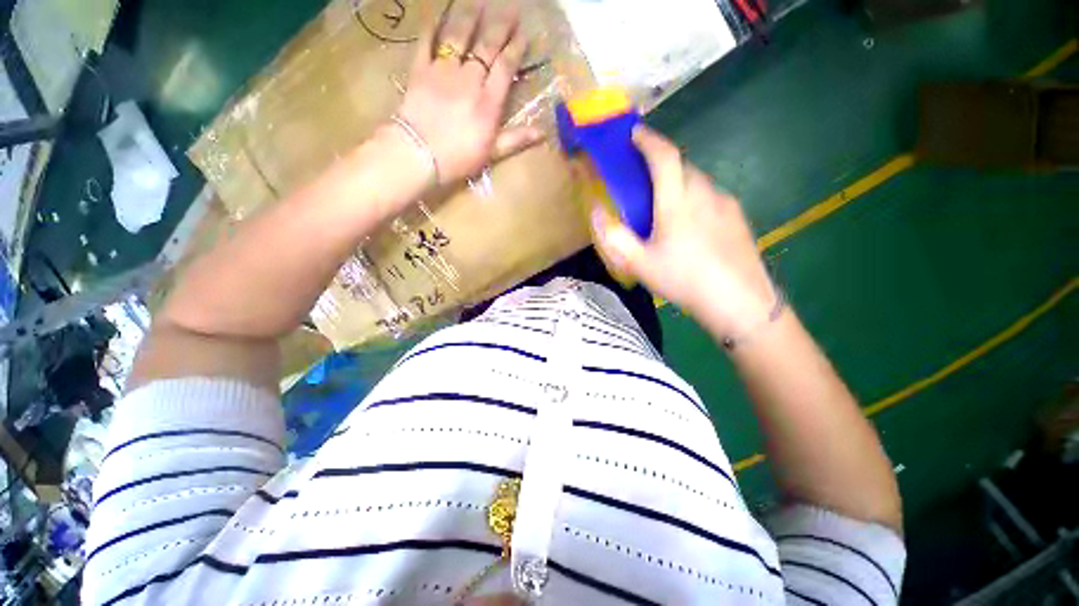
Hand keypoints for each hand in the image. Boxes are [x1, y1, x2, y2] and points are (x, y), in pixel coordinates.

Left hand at [394, 0, 543, 185]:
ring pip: (459, 36)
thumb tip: (543, 133)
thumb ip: (516, 139)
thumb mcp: (492, 153)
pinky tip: (437, 12)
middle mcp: (469, 79)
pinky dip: (432, 25)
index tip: (523, 33)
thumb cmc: (459, 159)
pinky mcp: (420, 70)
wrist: (419, 155)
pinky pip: (426, 41)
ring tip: (479, 1)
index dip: (515, 48)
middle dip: (500, 25)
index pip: (505, 66)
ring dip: (470, 16)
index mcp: (488, 102)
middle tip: (510, 8)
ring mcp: (443, 71)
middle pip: (486, 46)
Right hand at [590, 126, 777, 339]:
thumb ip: (614, 237)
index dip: (648, 140)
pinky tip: (691, 227)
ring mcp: (725, 204)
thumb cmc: (684, 280)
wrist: (740, 302)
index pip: (664, 157)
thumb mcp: (640, 264)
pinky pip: (711, 197)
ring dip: (678, 184)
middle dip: (661, 165)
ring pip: (697, 182)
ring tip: (666, 209)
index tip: (634, 133)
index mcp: (677, 202)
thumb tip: (597, 212)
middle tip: (644, 183)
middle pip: (682, 166)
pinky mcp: (738, 217)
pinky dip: (695, 199)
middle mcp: (704, 194)